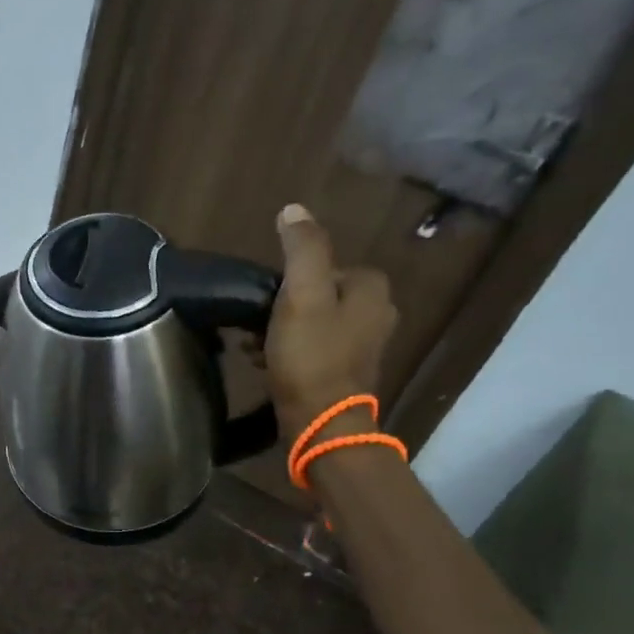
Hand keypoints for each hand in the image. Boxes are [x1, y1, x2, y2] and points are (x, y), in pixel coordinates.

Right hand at [265, 204, 397, 436]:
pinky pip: (314, 349)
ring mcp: (364, 347)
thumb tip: (294, 210)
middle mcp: (378, 315)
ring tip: (255, 345)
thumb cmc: (311, 356)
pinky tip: (267, 363)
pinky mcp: (346, 374)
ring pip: (314, 322)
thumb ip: (302, 249)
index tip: (271, 298)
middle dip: (285, 305)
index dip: (294, 278)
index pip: (328, 265)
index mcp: (373, 291)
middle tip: (258, 322)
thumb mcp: (302, 294)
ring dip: (282, 329)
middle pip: (319, 293)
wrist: (321, 424)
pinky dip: (290, 351)